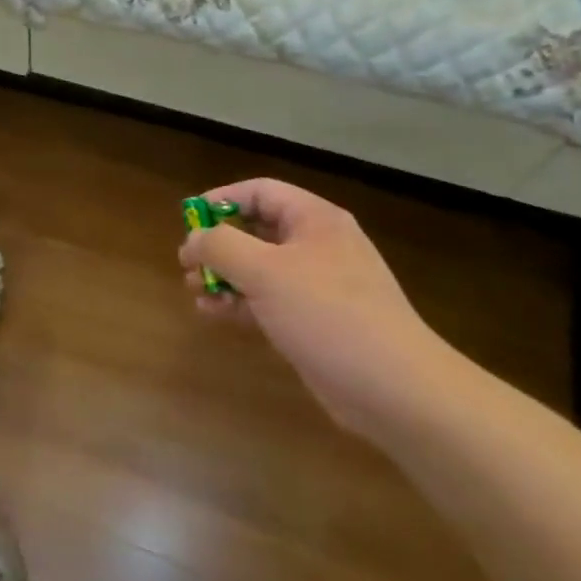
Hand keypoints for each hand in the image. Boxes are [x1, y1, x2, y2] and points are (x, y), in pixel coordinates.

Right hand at [179, 179, 469, 439]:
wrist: (393, 388)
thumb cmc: (327, 314)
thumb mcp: (265, 271)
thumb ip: (220, 246)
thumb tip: (194, 239)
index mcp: (314, 220)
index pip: (260, 192)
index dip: (220, 199)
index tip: (187, 219)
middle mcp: (317, 245)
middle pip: (256, 230)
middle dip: (217, 244)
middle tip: (187, 264)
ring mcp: (318, 286)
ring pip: (258, 268)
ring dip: (223, 276)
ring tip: (194, 291)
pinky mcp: (314, 321)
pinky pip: (267, 300)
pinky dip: (239, 302)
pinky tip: (213, 313)